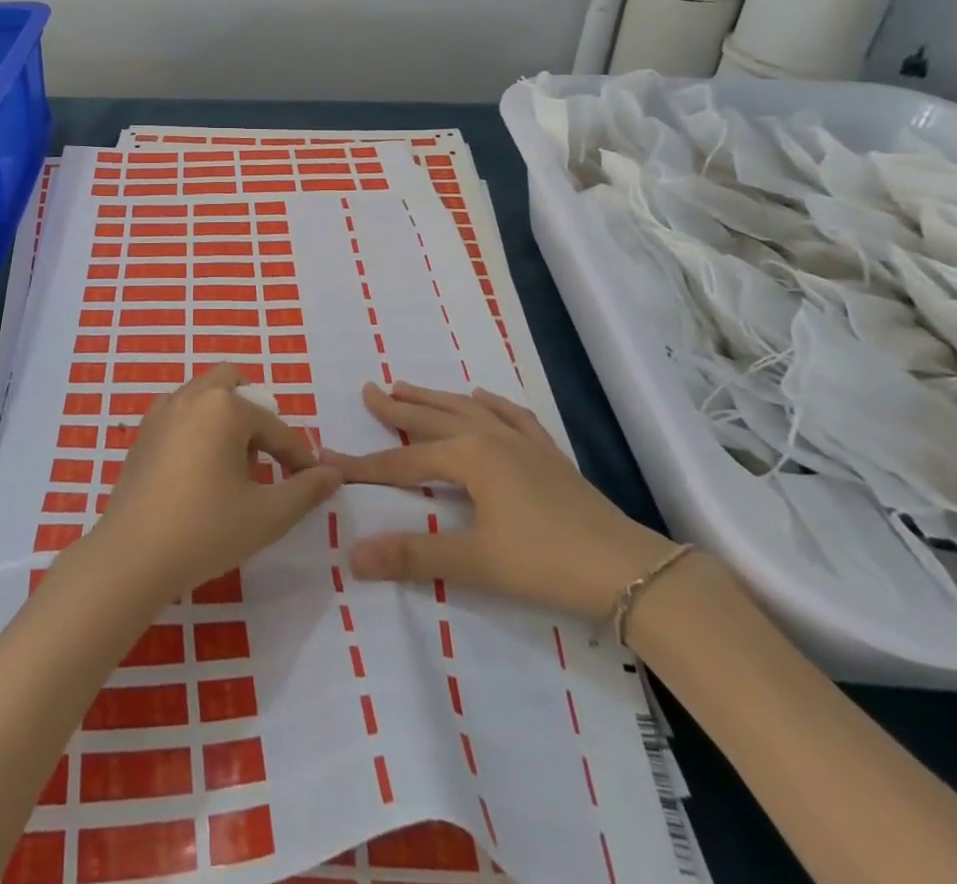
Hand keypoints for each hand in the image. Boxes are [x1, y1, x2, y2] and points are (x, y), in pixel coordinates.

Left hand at [91, 362, 341, 603]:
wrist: (131, 557)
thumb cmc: (205, 531)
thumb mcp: (266, 515)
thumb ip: (305, 490)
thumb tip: (334, 473)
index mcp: (224, 407)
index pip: (275, 426)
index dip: (298, 456)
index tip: (312, 481)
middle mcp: (191, 396)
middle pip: (234, 384)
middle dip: (256, 415)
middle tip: (265, 458)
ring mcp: (161, 411)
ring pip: (205, 397)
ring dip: (226, 419)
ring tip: (234, 469)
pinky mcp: (143, 433)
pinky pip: (181, 414)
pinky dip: (199, 428)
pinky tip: (200, 473)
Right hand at [324, 381, 675, 619]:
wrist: (629, 570)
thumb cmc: (545, 562)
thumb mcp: (475, 562)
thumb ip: (413, 554)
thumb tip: (352, 554)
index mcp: (469, 457)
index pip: (403, 460)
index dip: (364, 464)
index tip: (328, 457)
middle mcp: (490, 437)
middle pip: (432, 419)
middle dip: (398, 407)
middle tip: (369, 390)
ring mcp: (522, 441)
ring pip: (466, 410)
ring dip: (434, 399)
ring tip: (407, 385)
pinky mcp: (547, 453)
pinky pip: (511, 415)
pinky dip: (491, 403)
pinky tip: (482, 395)